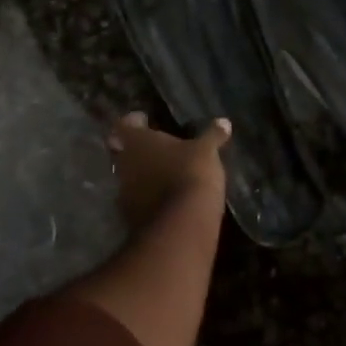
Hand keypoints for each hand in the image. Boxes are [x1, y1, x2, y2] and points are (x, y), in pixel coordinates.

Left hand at [107, 112, 229, 232]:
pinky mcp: (131, 218)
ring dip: (142, 175)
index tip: (145, 120)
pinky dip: (148, 197)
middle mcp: (124, 165)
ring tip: (162, 174)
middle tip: (155, 148)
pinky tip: (165, 198)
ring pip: (128, 177)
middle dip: (136, 149)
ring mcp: (125, 194)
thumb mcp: (207, 151)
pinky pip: (137, 201)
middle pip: (122, 152)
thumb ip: (212, 135)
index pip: (124, 125)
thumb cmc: (190, 174)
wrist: (181, 226)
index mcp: (137, 142)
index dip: (134, 122)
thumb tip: (224, 121)